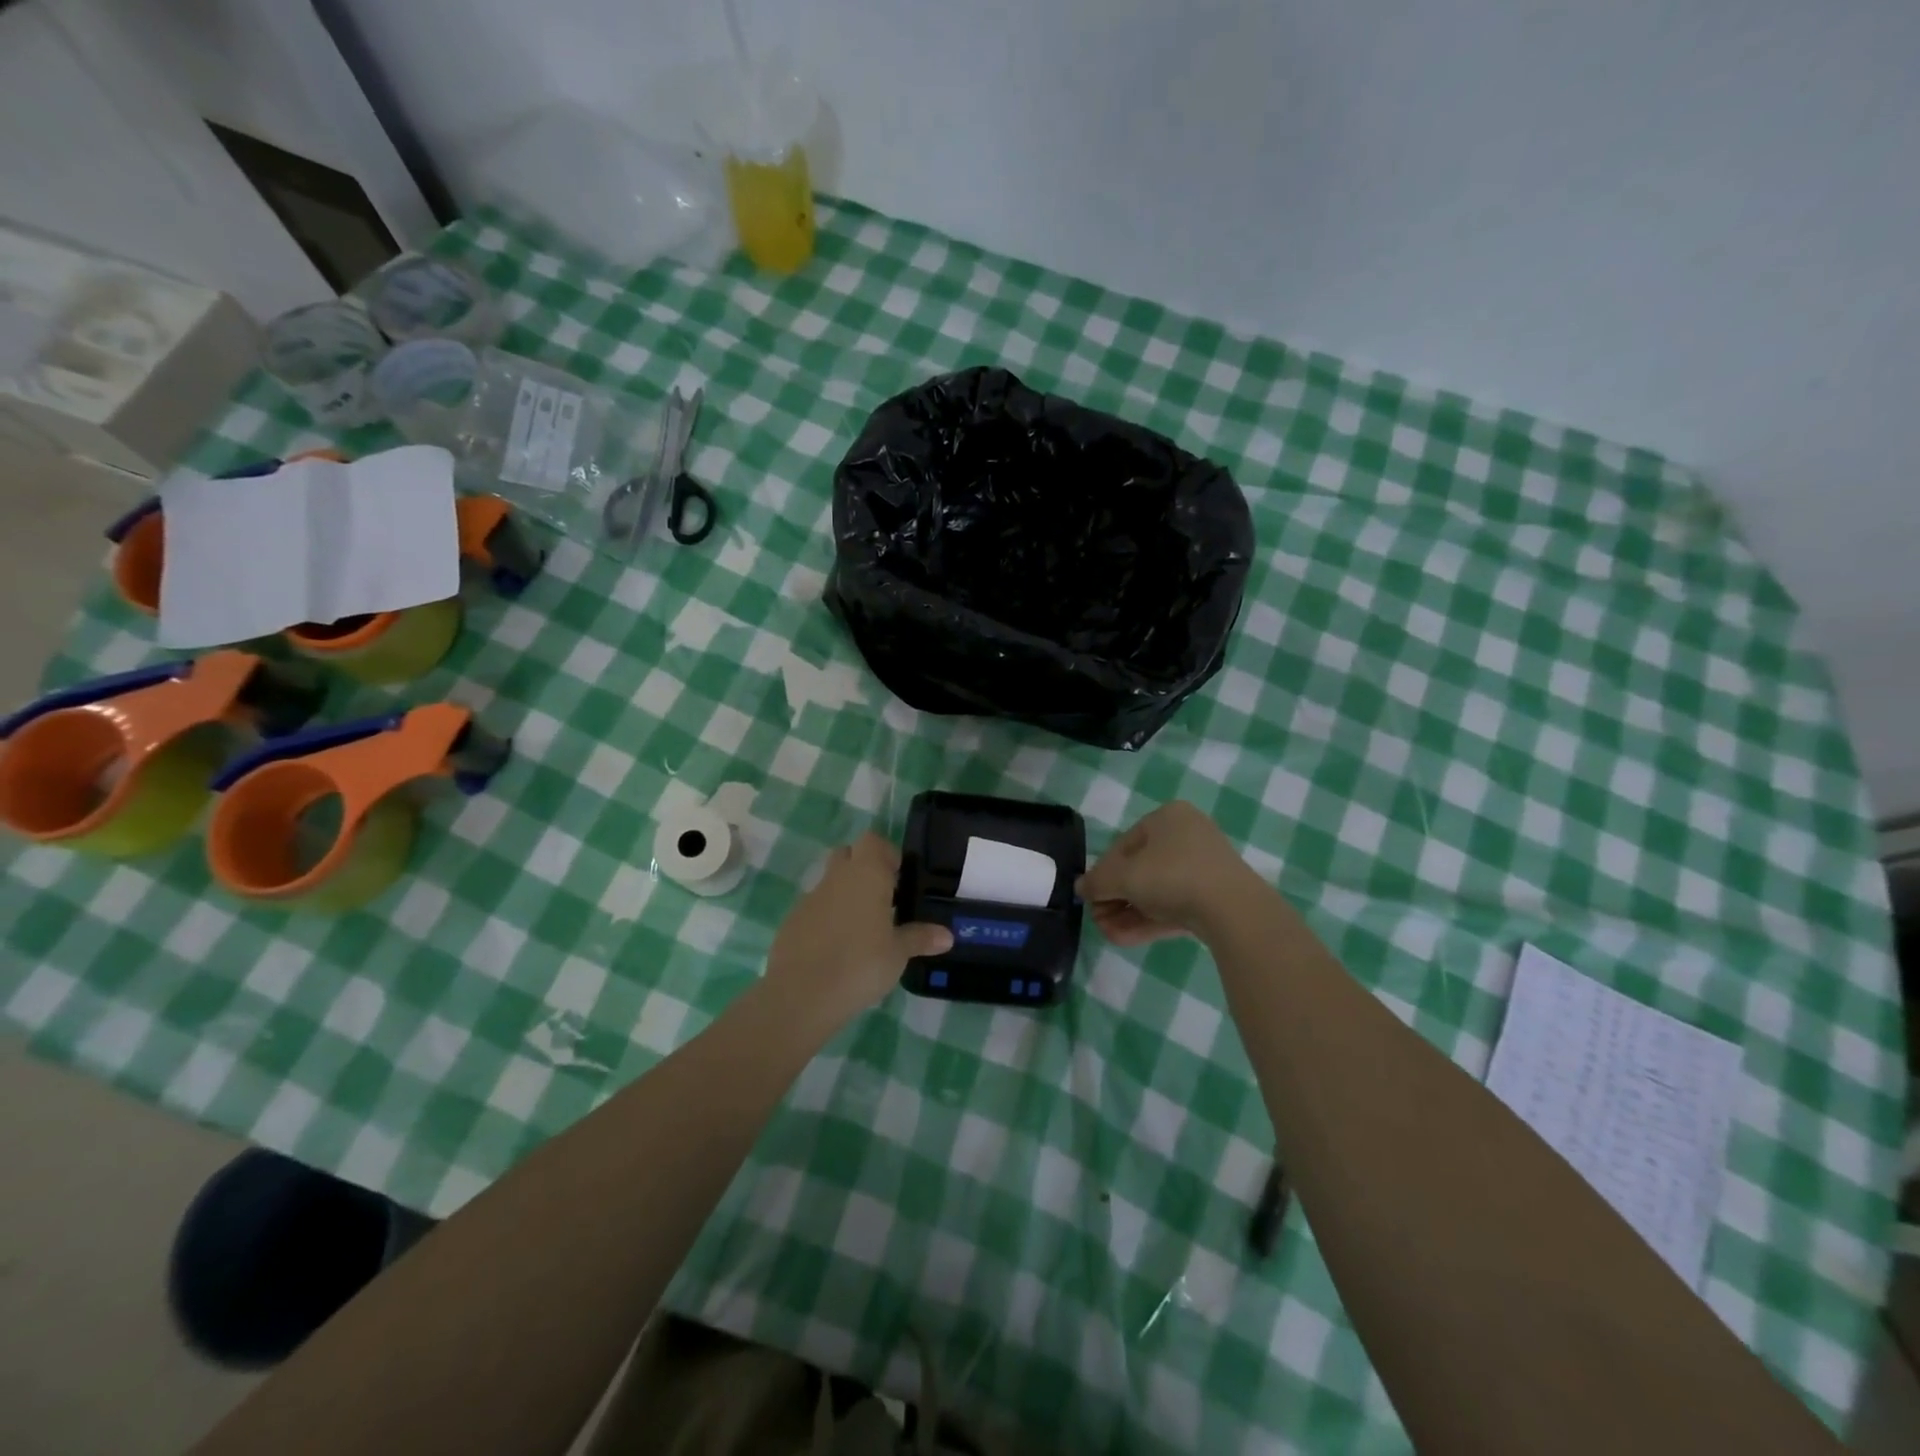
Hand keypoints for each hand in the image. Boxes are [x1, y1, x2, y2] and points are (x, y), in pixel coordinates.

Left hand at [766, 833, 952, 1020]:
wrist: (801, 994)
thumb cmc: (861, 964)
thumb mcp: (898, 954)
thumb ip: (920, 938)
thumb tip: (947, 935)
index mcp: (865, 874)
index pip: (873, 841)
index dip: (887, 854)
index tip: (900, 879)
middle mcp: (836, 878)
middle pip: (849, 855)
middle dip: (865, 869)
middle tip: (885, 899)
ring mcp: (810, 899)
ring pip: (831, 883)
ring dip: (846, 896)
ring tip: (864, 929)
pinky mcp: (792, 922)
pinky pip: (815, 909)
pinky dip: (827, 919)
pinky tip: (838, 949)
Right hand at [1077, 801, 1260, 945]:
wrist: (1233, 909)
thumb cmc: (1171, 876)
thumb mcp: (1123, 877)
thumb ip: (1097, 882)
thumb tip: (1080, 888)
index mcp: (1167, 817)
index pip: (1124, 844)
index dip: (1103, 872)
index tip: (1090, 896)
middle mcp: (1188, 835)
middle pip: (1140, 869)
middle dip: (1116, 897)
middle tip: (1099, 918)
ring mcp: (1205, 868)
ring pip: (1157, 891)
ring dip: (1129, 912)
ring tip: (1109, 934)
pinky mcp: (1215, 897)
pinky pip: (1175, 905)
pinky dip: (1150, 919)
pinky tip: (1126, 938)